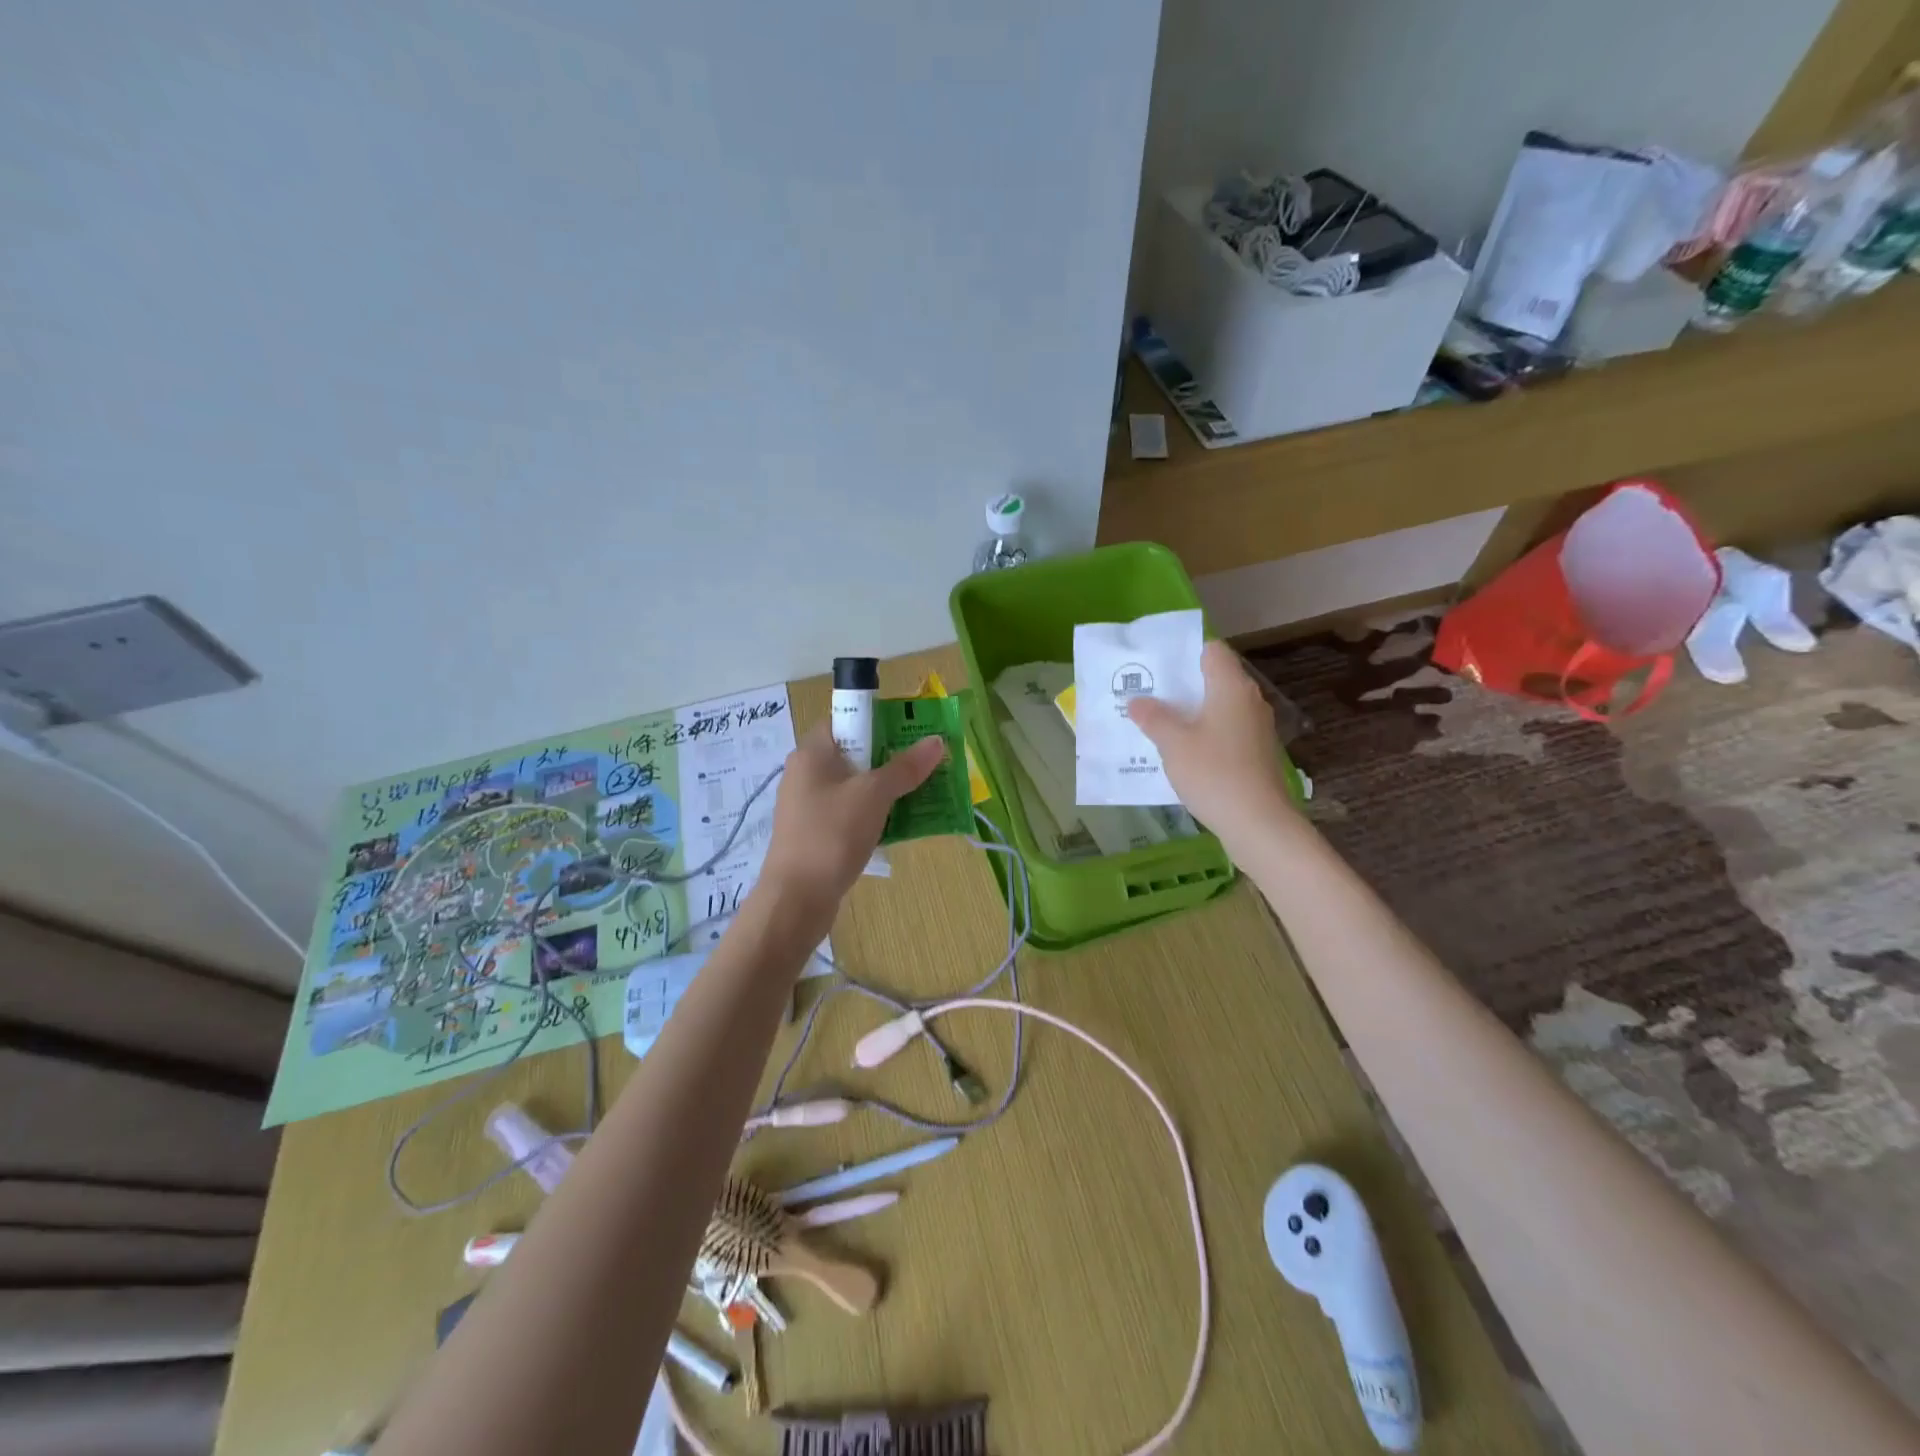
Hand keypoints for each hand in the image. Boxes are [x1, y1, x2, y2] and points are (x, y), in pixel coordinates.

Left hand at [760, 723, 946, 917]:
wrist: (796, 899)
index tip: (911, 733)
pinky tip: (898, 825)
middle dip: (891, 758)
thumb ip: (905, 767)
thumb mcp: (873, 795)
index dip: (878, 721)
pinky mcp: (815, 833)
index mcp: (812, 753)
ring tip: (921, 794)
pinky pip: (851, 812)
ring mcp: (809, 806)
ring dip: (887, 789)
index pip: (845, 719)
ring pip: (855, 786)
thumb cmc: (832, 835)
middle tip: (926, 765)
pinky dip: (874, 814)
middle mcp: (806, 773)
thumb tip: (937, 741)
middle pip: (854, 753)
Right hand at [1127, 641, 1296, 844]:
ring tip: (1158, 722)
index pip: (1211, 650)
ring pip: (1219, 707)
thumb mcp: (1173, 744)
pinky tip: (1182, 752)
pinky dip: (1204, 734)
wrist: (1259, 823)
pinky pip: (1226, 731)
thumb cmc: (1214, 773)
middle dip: (1182, 685)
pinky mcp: (1257, 752)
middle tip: (1147, 694)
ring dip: (1191, 712)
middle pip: (1214, 678)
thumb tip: (1137, 700)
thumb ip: (1153, 717)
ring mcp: (1256, 728)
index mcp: (1231, 686)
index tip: (1156, 665)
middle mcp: (1249, 700)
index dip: (1184, 652)